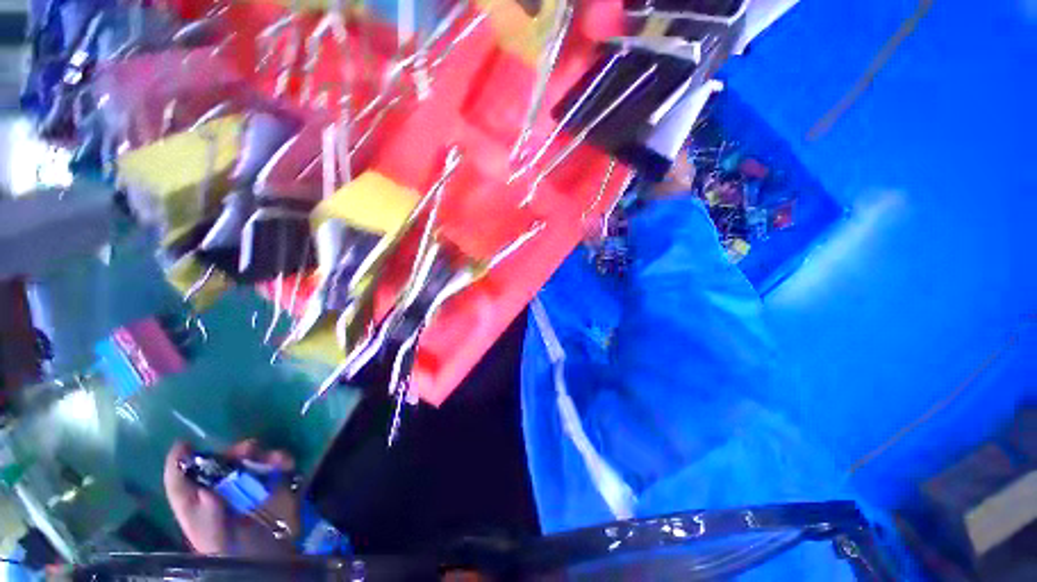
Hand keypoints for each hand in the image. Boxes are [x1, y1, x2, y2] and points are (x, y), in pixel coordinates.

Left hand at [163, 439, 299, 555]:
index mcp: (198, 509)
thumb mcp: (217, 545)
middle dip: (232, 452)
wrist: (275, 562)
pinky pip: (277, 464)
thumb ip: (208, 522)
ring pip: (250, 460)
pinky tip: (287, 463)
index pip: (180, 483)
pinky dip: (282, 458)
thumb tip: (207, 492)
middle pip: (220, 465)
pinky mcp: (274, 485)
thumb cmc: (237, 556)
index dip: (178, 463)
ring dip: (262, 454)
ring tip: (276, 458)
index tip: (184, 444)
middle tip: (248, 449)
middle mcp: (221, 492)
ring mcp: (249, 488)